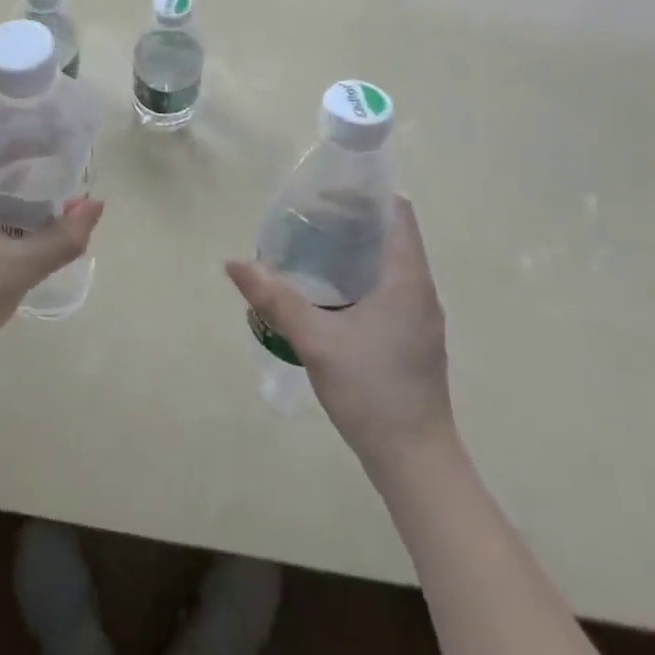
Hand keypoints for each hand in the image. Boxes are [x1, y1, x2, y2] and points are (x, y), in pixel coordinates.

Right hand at [225, 197, 452, 471]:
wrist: (416, 462)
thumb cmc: (372, 391)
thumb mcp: (316, 341)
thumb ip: (275, 298)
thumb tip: (234, 263)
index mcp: (407, 279)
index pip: (397, 212)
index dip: (365, 193)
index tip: (325, 192)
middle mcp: (420, 290)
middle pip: (392, 234)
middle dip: (351, 219)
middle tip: (306, 217)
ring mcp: (419, 317)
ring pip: (390, 263)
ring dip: (355, 248)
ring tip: (311, 247)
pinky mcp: (413, 339)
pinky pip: (389, 288)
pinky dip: (361, 275)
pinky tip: (329, 292)